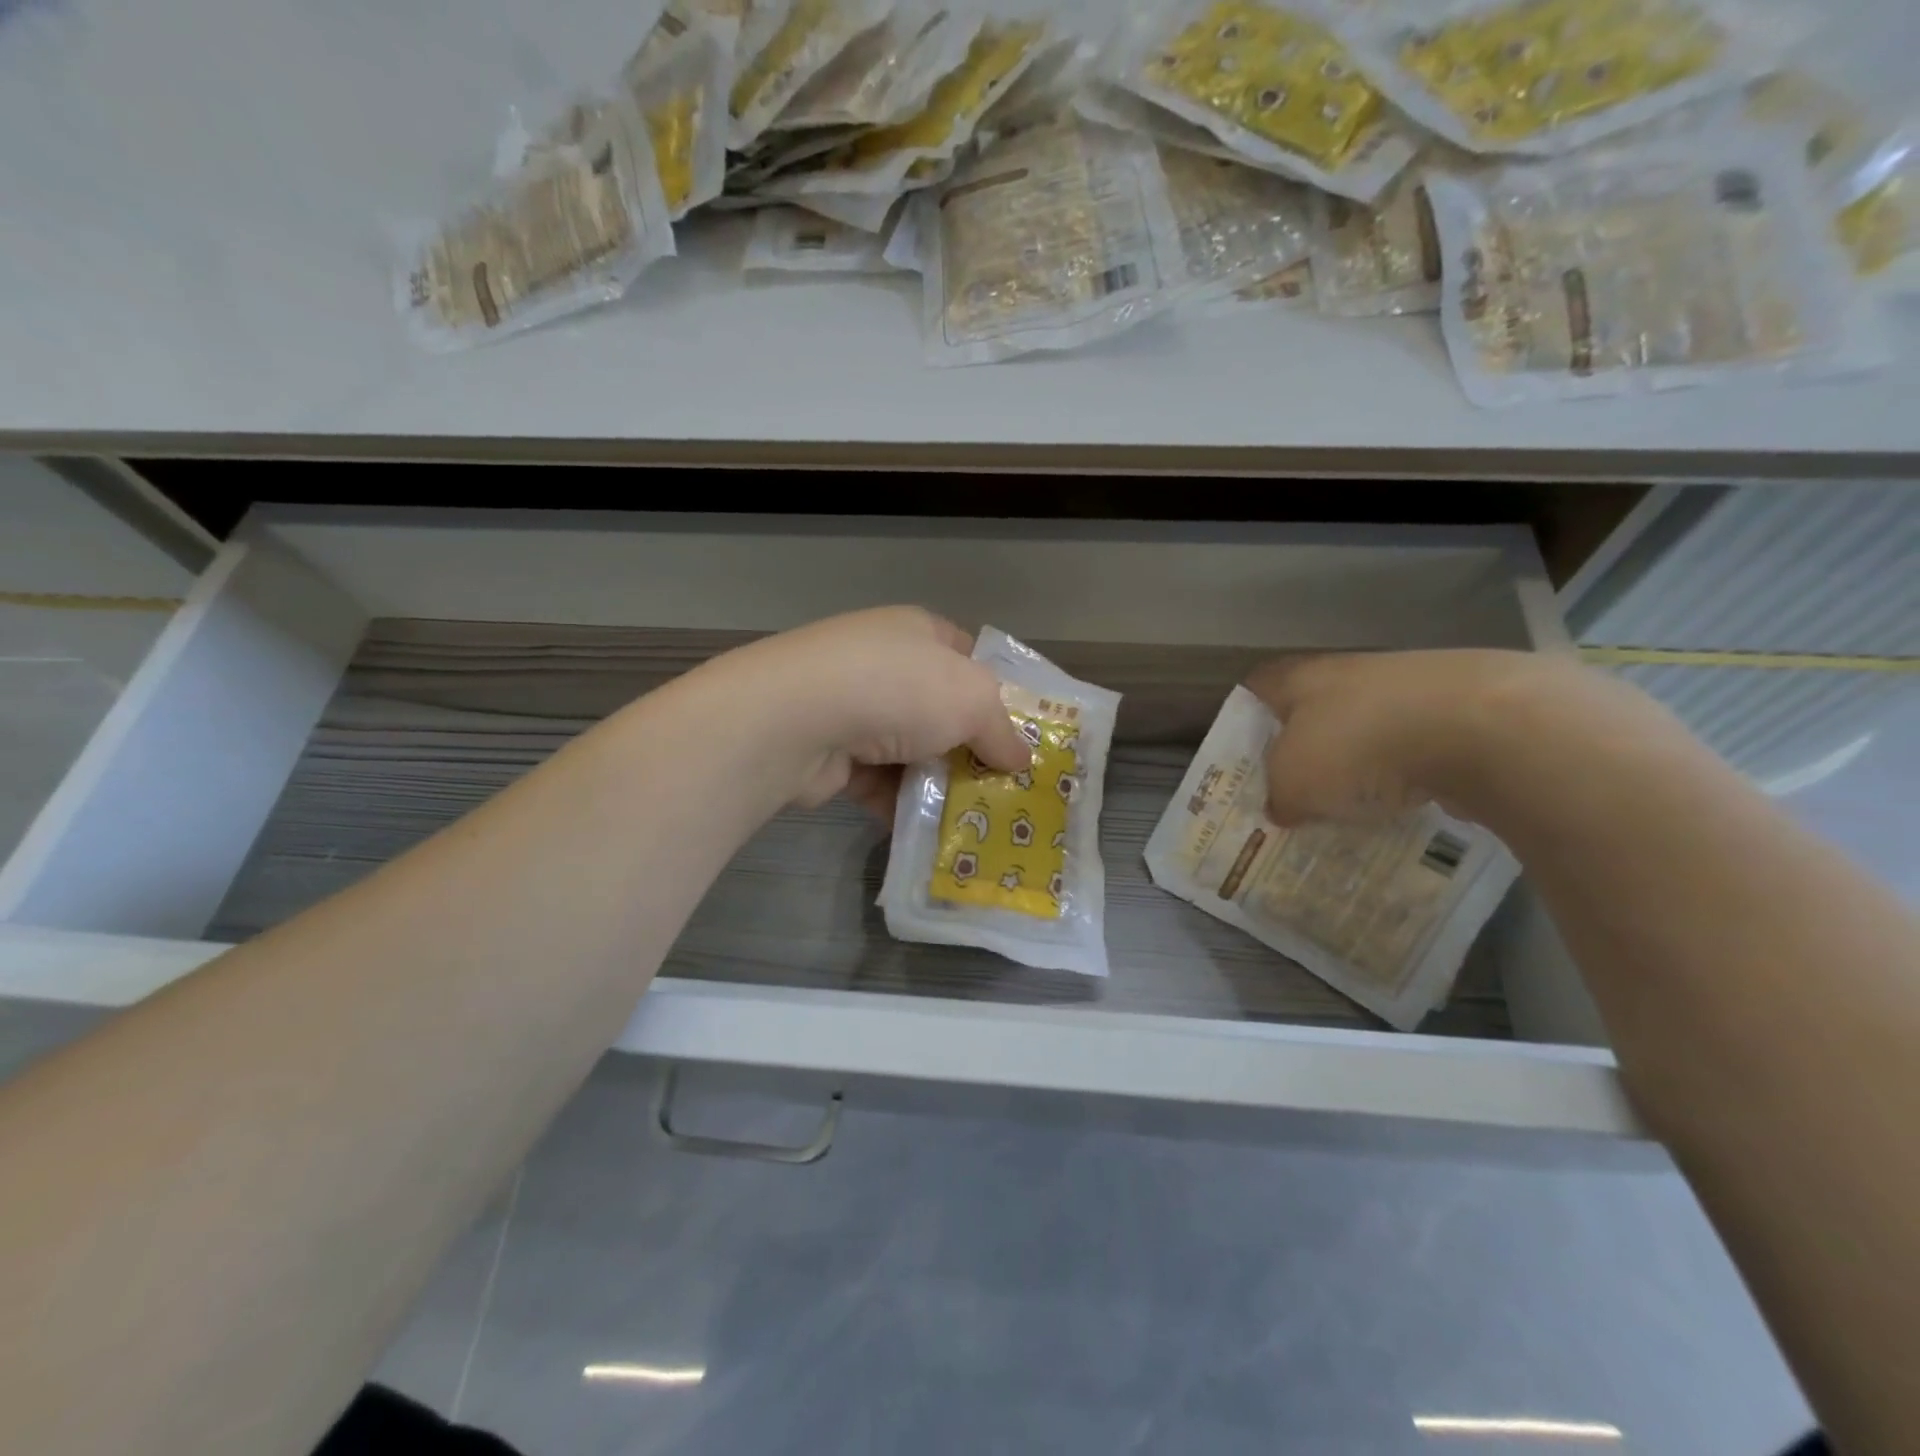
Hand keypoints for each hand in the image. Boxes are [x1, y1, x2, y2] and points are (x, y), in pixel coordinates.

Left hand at [710, 607, 1033, 818]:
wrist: (797, 719)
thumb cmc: (898, 689)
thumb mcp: (973, 700)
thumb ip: (1002, 730)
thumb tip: (1021, 760)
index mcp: (919, 633)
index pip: (969, 659)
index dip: (1000, 695)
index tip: (1023, 737)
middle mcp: (884, 665)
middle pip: (942, 712)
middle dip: (971, 750)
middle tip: (1007, 789)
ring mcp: (854, 709)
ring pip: (912, 752)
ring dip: (938, 784)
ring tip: (976, 821)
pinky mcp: (833, 755)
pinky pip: (881, 784)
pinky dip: (902, 806)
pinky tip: (931, 835)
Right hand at [1244, 649, 1558, 825]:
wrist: (1484, 727)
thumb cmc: (1360, 745)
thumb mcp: (1295, 782)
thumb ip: (1279, 794)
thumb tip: (1281, 807)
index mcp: (1302, 679)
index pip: (1259, 686)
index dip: (1246, 716)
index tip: (1245, 752)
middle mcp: (1352, 673)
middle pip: (1316, 707)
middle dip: (1306, 744)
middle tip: (1297, 787)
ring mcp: (1411, 687)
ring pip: (1370, 724)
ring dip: (1361, 758)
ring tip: (1355, 802)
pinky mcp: (1461, 709)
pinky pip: (1418, 743)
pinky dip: (1409, 769)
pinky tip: (1409, 801)